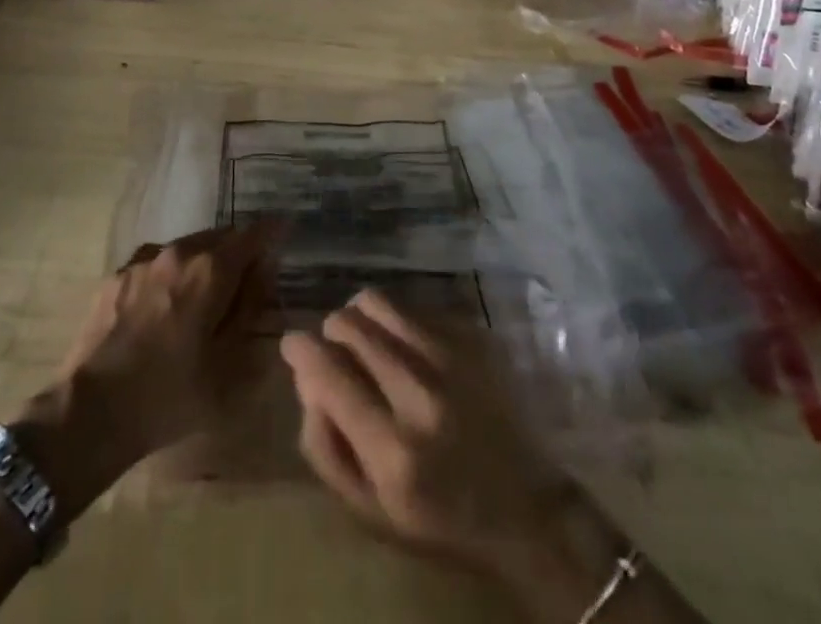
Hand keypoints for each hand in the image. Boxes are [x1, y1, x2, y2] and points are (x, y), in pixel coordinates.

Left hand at [15, 223, 276, 518]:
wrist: (90, 412)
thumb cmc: (169, 395)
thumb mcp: (228, 365)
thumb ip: (250, 310)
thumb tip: (264, 273)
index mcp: (210, 269)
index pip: (253, 234)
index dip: (273, 232)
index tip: (285, 231)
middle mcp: (178, 251)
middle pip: (219, 237)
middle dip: (237, 251)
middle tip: (248, 278)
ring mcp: (142, 261)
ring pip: (186, 248)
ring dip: (203, 262)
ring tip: (206, 294)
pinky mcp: (116, 276)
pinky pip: (156, 264)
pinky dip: (172, 274)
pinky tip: (166, 306)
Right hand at [283, 292, 669, 623]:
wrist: (528, 508)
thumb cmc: (441, 518)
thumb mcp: (370, 511)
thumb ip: (325, 445)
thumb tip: (305, 377)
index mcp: (394, 451)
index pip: (328, 374)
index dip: (300, 349)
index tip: (292, 343)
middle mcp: (422, 394)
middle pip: (350, 325)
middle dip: (333, 333)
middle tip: (339, 353)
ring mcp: (453, 358)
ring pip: (379, 302)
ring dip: (362, 317)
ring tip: (370, 342)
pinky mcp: (474, 337)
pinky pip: (414, 306)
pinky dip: (399, 322)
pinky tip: (411, 350)